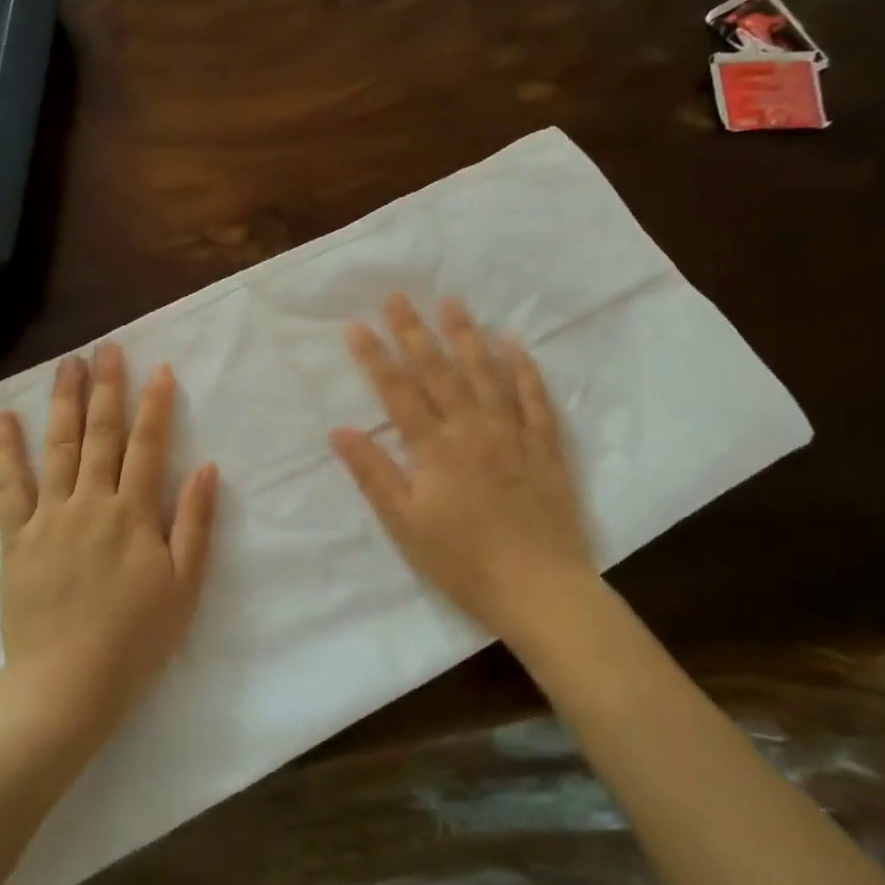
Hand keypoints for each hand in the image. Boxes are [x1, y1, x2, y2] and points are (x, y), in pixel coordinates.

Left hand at [0, 343, 218, 749]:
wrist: (65, 685)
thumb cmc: (136, 638)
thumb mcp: (184, 585)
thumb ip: (194, 523)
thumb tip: (208, 468)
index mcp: (133, 513)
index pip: (148, 446)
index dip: (156, 405)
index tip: (160, 368)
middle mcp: (91, 502)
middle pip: (100, 434)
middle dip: (106, 387)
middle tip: (107, 348)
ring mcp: (49, 517)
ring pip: (57, 447)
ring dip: (63, 402)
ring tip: (66, 364)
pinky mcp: (16, 538)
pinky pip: (10, 486)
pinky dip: (7, 451)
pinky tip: (5, 419)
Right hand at [330, 294, 595, 648]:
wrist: (539, 588)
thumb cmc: (462, 560)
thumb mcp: (404, 525)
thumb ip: (374, 473)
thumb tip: (339, 431)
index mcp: (434, 447)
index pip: (397, 391)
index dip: (374, 356)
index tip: (356, 324)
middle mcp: (472, 427)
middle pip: (438, 371)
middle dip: (414, 332)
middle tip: (398, 296)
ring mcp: (512, 432)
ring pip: (486, 373)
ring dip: (466, 336)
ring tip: (452, 303)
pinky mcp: (544, 446)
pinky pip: (534, 398)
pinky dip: (524, 369)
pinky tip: (514, 344)